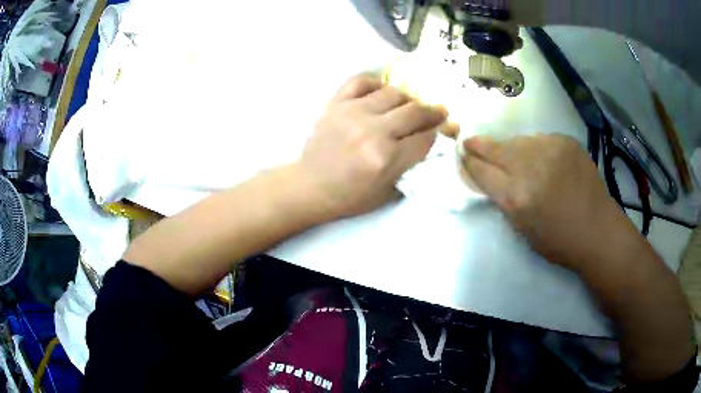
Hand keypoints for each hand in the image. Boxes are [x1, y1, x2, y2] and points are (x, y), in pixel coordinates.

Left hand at [296, 74, 453, 218]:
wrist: (310, 186)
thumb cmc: (350, 196)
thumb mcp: (388, 193)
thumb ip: (412, 167)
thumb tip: (430, 142)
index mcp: (386, 158)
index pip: (425, 138)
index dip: (439, 133)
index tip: (444, 128)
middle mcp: (372, 131)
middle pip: (414, 112)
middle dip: (432, 112)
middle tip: (438, 112)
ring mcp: (352, 113)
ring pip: (392, 93)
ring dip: (407, 99)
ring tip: (408, 106)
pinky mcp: (336, 103)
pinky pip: (361, 81)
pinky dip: (376, 83)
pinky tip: (380, 92)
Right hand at [460, 134, 638, 271]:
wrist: (598, 230)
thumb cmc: (559, 241)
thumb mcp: (523, 230)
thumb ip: (504, 201)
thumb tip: (489, 178)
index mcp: (517, 197)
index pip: (482, 172)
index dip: (469, 164)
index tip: (463, 157)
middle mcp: (530, 168)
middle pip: (496, 149)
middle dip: (479, 145)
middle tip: (470, 142)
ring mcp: (550, 150)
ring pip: (518, 141)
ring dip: (511, 148)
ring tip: (515, 158)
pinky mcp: (566, 142)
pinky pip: (540, 140)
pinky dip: (535, 148)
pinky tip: (542, 160)